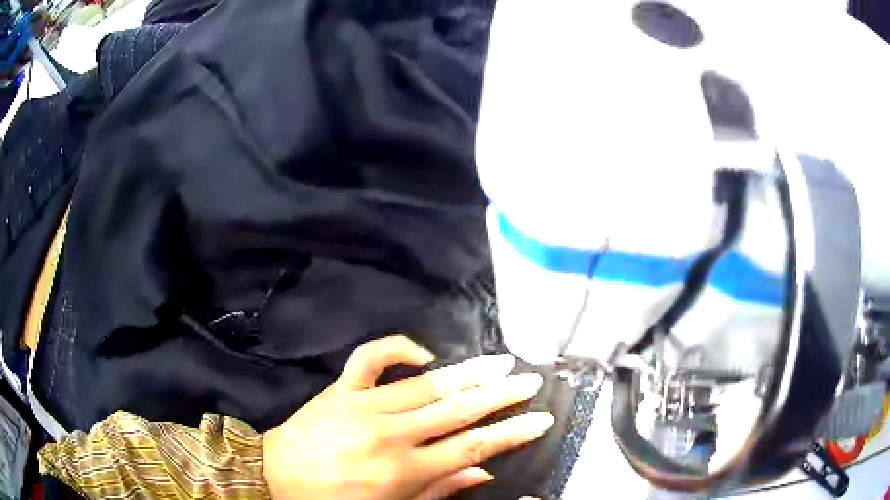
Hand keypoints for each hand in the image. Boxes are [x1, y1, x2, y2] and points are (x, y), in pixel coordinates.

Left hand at [262, 335, 552, 499]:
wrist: (276, 477)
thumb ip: (440, 490)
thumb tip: (484, 472)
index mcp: (404, 471)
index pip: (472, 447)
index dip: (511, 432)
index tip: (540, 418)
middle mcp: (390, 435)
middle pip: (457, 410)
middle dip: (501, 394)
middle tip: (530, 380)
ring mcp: (363, 406)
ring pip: (425, 384)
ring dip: (468, 372)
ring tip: (501, 361)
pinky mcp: (340, 388)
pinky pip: (370, 358)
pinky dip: (397, 348)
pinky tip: (423, 353)